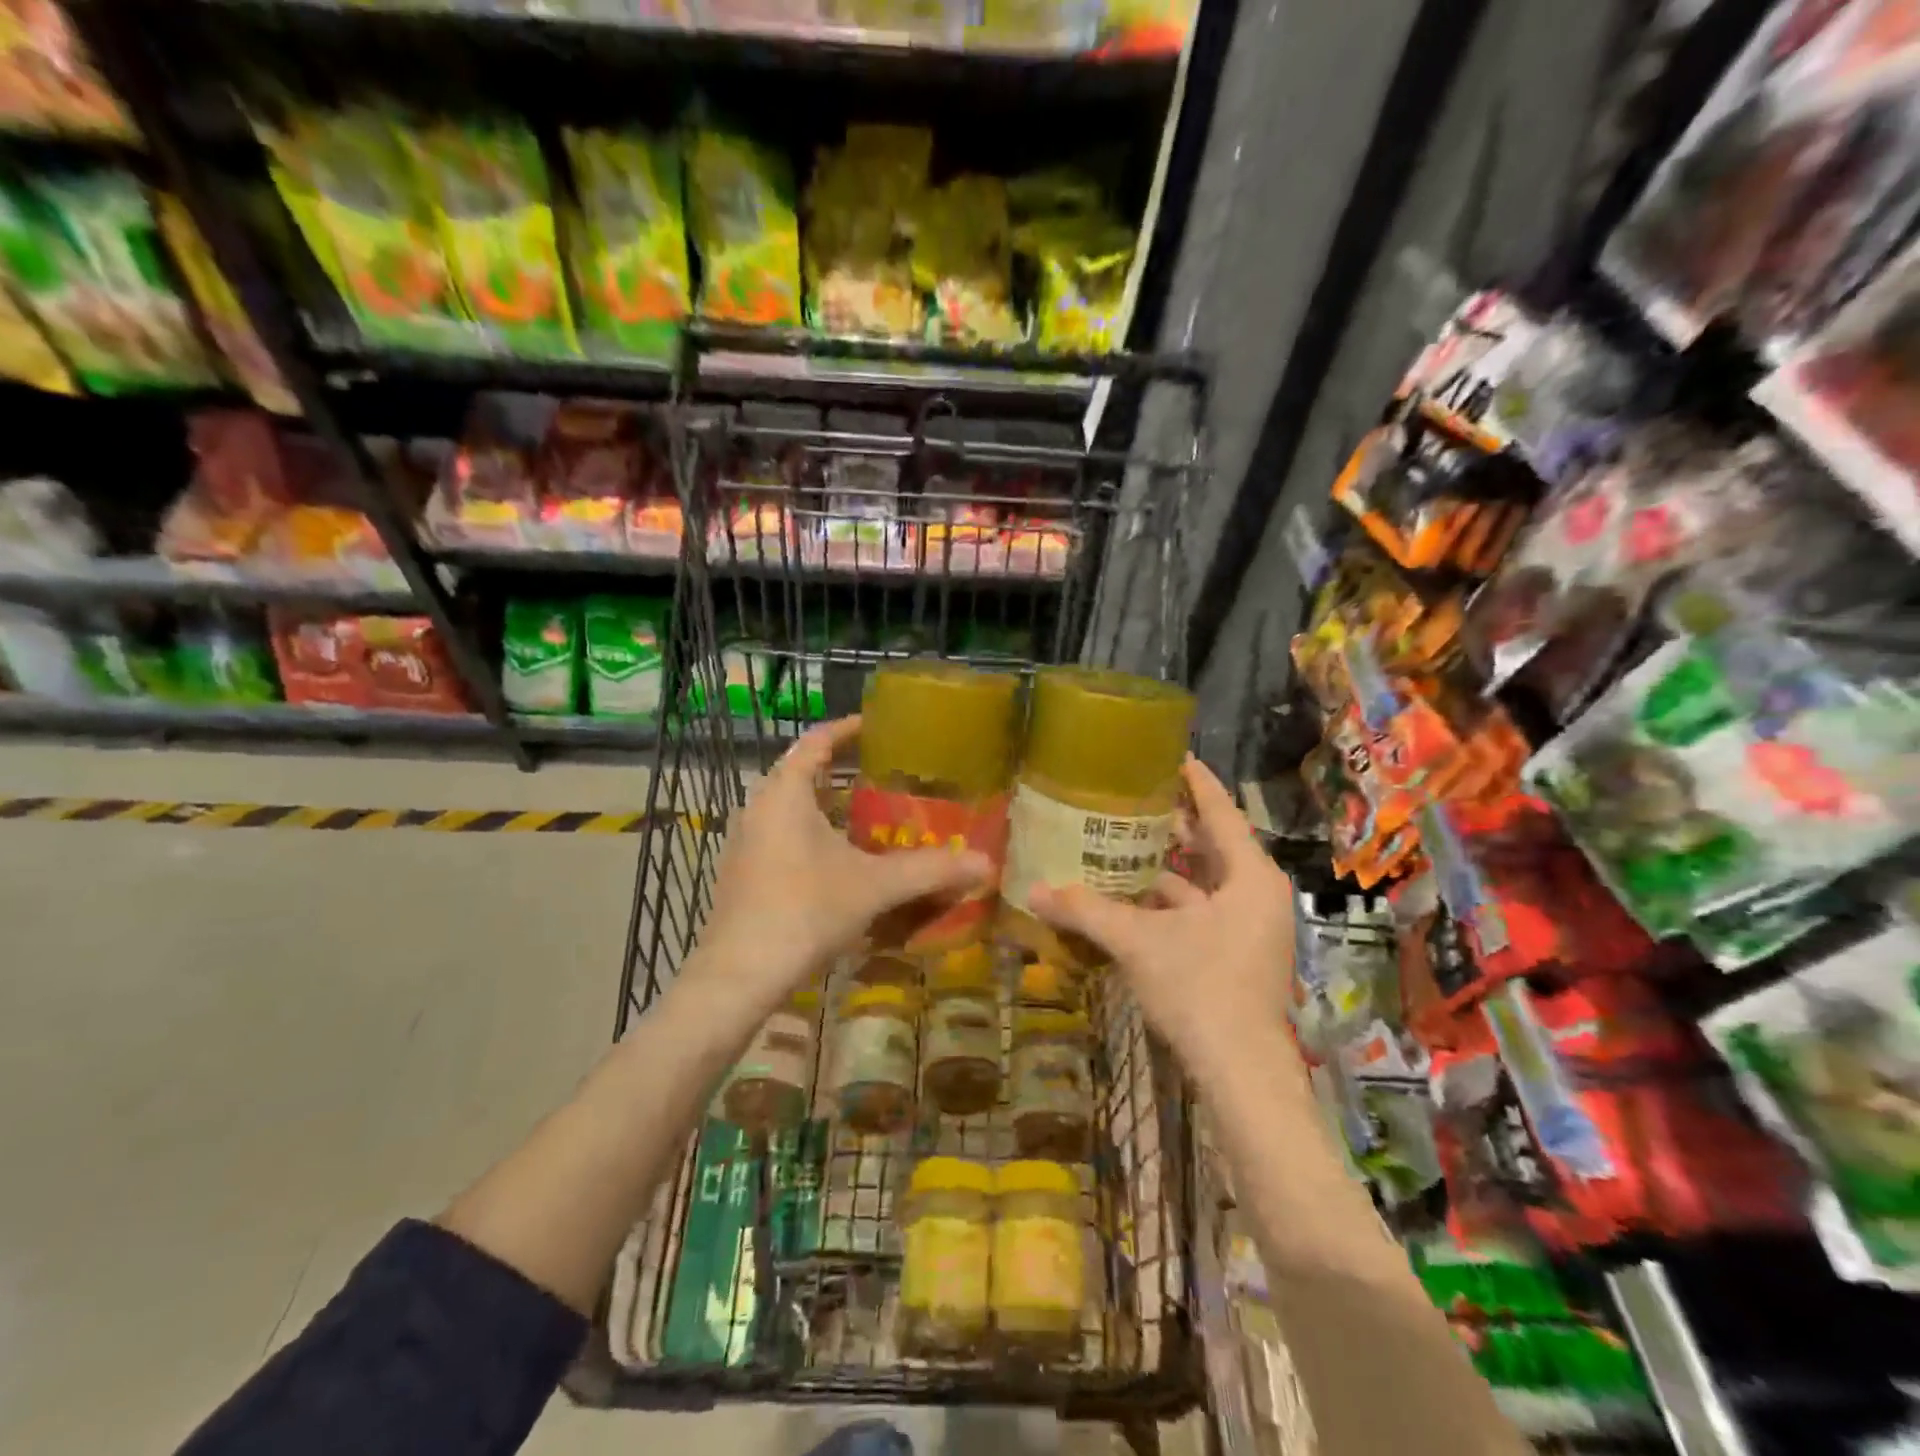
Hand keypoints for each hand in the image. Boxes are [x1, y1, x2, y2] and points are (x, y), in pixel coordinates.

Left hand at [688, 715, 989, 1021]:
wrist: (739, 975)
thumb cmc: (805, 911)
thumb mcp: (873, 887)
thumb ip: (930, 871)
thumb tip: (987, 863)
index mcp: (785, 794)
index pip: (816, 741)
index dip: (846, 728)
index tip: (875, 724)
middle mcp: (759, 809)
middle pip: (799, 772)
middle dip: (838, 768)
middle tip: (880, 772)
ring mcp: (745, 843)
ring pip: (787, 808)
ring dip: (823, 805)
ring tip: (864, 814)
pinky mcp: (742, 874)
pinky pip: (779, 836)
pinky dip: (809, 834)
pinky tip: (836, 862)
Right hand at [1030, 757, 1296, 1082]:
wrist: (1240, 1073)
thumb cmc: (1200, 989)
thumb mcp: (1138, 942)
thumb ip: (1086, 911)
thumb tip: (1032, 889)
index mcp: (1250, 877)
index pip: (1221, 812)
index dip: (1196, 781)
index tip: (1172, 755)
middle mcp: (1256, 894)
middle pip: (1214, 844)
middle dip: (1175, 823)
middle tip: (1134, 797)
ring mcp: (1250, 927)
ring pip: (1205, 882)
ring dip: (1167, 866)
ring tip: (1124, 841)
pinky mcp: (1237, 954)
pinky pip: (1201, 910)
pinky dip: (1169, 901)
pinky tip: (1131, 897)